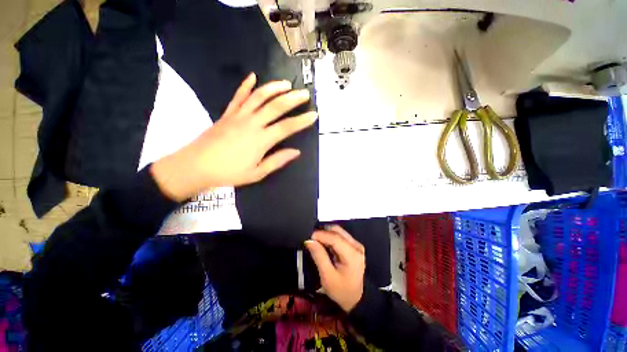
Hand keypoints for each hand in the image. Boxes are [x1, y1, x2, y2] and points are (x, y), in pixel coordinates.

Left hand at [151, 73, 317, 200]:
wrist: (196, 166)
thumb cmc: (229, 173)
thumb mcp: (257, 173)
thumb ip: (277, 161)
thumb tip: (296, 152)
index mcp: (261, 140)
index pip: (287, 127)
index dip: (302, 121)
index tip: (314, 115)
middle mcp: (252, 123)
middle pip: (276, 107)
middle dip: (293, 99)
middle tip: (304, 93)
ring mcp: (238, 116)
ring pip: (259, 97)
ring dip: (274, 88)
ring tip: (286, 84)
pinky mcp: (227, 114)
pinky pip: (238, 96)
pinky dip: (246, 85)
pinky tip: (253, 76)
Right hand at [305, 225, 365, 311]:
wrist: (355, 299)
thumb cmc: (341, 290)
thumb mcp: (327, 276)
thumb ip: (319, 256)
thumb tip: (309, 240)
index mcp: (352, 254)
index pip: (335, 238)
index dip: (321, 234)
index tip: (309, 237)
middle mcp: (356, 246)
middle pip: (337, 231)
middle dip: (323, 232)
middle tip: (312, 239)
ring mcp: (356, 244)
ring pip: (338, 231)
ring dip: (326, 234)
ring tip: (316, 242)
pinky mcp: (354, 245)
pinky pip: (340, 235)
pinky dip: (330, 237)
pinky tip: (324, 244)